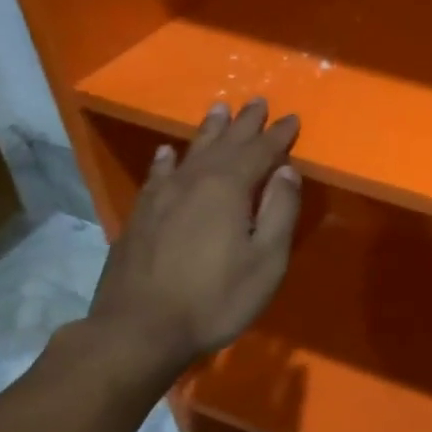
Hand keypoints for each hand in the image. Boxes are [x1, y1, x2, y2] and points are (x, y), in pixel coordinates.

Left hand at [86, 98, 301, 382]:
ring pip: (190, 151)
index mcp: (229, 189)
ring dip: (208, 130)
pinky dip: (167, 159)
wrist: (138, 330)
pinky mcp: (140, 215)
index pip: (260, 151)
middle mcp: (194, 181)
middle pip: (225, 143)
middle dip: (245, 123)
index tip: (292, 118)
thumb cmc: (215, 298)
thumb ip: (280, 211)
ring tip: (219, 109)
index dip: (279, 135)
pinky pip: (158, 174)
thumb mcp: (266, 260)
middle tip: (258, 101)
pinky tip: (167, 153)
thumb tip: (287, 171)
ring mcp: (162, 196)